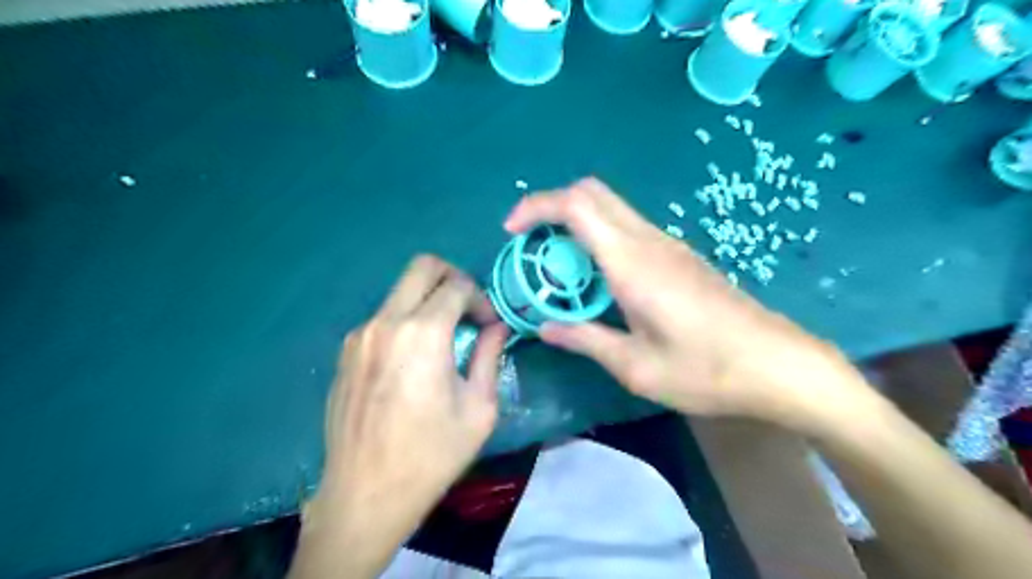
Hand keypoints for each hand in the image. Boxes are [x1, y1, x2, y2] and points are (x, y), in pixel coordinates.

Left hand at [295, 259, 506, 578]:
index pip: (457, 285)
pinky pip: (383, 318)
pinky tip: (413, 360)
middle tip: (468, 309)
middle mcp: (386, 322)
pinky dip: (406, 322)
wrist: (365, 496)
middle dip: (453, 277)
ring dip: (428, 302)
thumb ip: (489, 356)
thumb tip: (497, 327)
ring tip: (444, 339)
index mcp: (422, 334)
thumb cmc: (431, 455)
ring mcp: (359, 335)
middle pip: (422, 266)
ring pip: (401, 291)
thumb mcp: (478, 408)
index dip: (481, 298)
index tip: (489, 325)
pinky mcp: (345, 352)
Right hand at [504, 179, 864, 431]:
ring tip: (557, 269)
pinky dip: (598, 238)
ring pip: (610, 208)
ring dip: (575, 224)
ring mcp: (668, 244)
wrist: (778, 364)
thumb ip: (585, 339)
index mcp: (632, 262)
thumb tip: (546, 328)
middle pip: (592, 193)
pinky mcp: (679, 256)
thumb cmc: (706, 370)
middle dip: (552, 208)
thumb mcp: (636, 366)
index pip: (576, 205)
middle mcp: (649, 241)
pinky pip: (628, 229)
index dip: (537, 206)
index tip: (512, 231)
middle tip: (531, 247)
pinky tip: (596, 280)